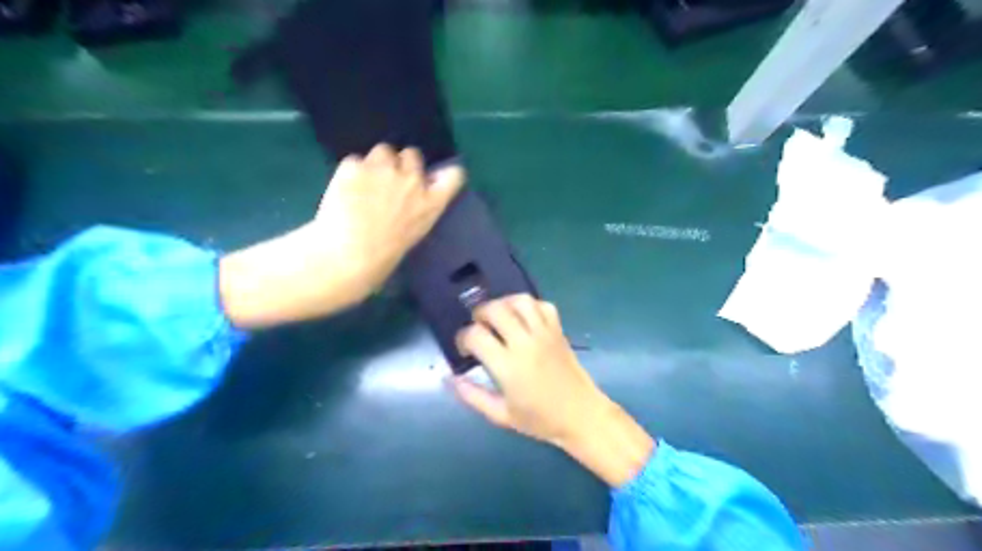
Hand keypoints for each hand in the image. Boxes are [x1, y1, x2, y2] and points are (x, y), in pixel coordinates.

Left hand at [218, 145, 465, 329]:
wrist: (347, 256)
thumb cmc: (383, 257)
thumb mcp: (414, 233)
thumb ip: (420, 207)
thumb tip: (414, 194)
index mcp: (431, 203)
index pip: (454, 174)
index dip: (444, 172)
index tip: (434, 176)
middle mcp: (412, 180)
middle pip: (413, 154)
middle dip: (402, 164)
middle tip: (388, 181)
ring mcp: (383, 169)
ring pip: (383, 150)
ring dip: (376, 163)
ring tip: (364, 184)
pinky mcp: (355, 165)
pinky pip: (355, 160)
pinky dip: (351, 172)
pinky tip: (345, 190)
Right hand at [450, 295, 649, 488]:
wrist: (582, 416)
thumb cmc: (540, 420)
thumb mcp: (501, 415)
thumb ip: (472, 395)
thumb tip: (448, 378)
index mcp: (508, 366)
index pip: (476, 335)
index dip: (463, 338)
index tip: (465, 349)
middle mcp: (525, 343)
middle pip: (495, 310)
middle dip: (480, 314)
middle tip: (480, 329)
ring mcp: (545, 333)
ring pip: (520, 301)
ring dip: (503, 304)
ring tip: (499, 317)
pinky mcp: (559, 330)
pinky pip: (543, 305)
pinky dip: (529, 306)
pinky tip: (523, 319)